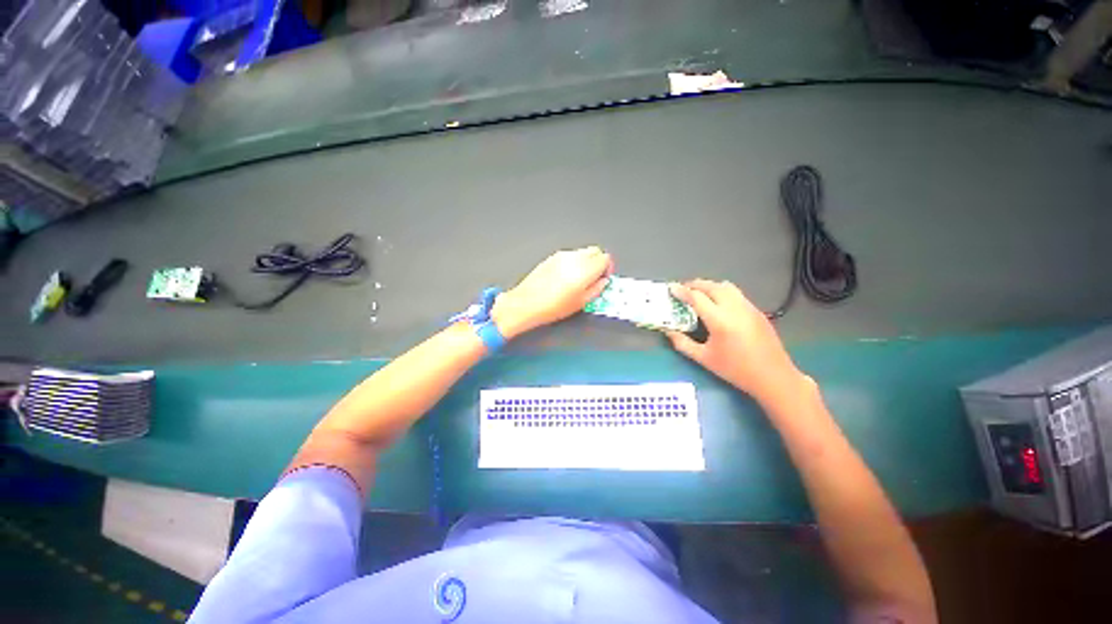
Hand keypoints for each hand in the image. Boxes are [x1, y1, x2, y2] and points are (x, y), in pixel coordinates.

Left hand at [492, 247, 613, 337]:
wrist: (526, 303)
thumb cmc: (552, 307)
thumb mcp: (581, 303)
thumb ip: (597, 289)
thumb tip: (603, 282)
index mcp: (584, 270)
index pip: (605, 258)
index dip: (607, 268)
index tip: (604, 277)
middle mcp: (574, 258)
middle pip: (595, 251)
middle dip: (598, 263)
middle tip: (594, 277)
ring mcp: (561, 256)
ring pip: (582, 252)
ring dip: (586, 262)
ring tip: (578, 279)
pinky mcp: (551, 257)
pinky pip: (569, 255)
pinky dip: (573, 262)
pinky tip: (566, 277)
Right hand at [667, 280, 807, 405]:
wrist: (773, 376)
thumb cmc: (735, 369)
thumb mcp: (704, 359)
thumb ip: (683, 343)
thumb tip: (668, 332)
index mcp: (720, 321)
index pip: (697, 298)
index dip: (682, 291)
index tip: (671, 288)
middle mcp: (735, 308)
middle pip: (712, 286)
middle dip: (695, 284)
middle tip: (683, 288)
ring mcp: (748, 307)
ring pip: (726, 287)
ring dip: (710, 286)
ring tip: (699, 293)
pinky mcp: (757, 311)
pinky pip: (737, 294)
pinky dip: (722, 292)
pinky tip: (718, 304)